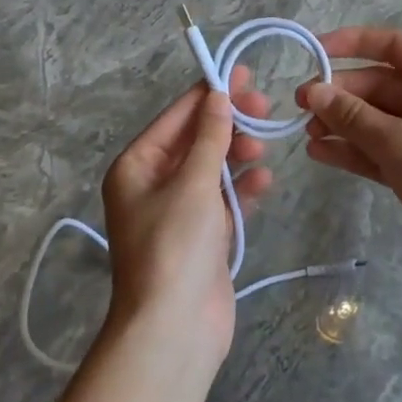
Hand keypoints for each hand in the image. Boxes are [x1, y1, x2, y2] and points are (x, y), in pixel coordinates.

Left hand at [100, 67, 272, 365]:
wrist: (174, 328)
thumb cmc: (175, 246)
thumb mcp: (193, 183)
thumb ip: (210, 137)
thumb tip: (218, 96)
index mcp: (137, 166)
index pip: (177, 116)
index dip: (210, 93)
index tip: (243, 73)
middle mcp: (153, 184)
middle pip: (196, 140)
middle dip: (228, 124)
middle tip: (263, 108)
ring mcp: (179, 211)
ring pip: (213, 168)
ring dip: (238, 155)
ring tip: (263, 148)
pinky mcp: (202, 236)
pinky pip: (225, 200)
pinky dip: (243, 189)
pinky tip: (264, 182)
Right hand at [296, 27, 401, 278]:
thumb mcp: (398, 143)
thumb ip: (353, 116)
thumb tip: (313, 91)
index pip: (394, 45)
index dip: (353, 43)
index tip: (314, 51)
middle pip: (379, 84)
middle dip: (341, 94)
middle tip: (300, 107)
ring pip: (375, 118)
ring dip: (341, 123)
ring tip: (305, 134)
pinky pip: (378, 147)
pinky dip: (352, 149)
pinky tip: (319, 153)